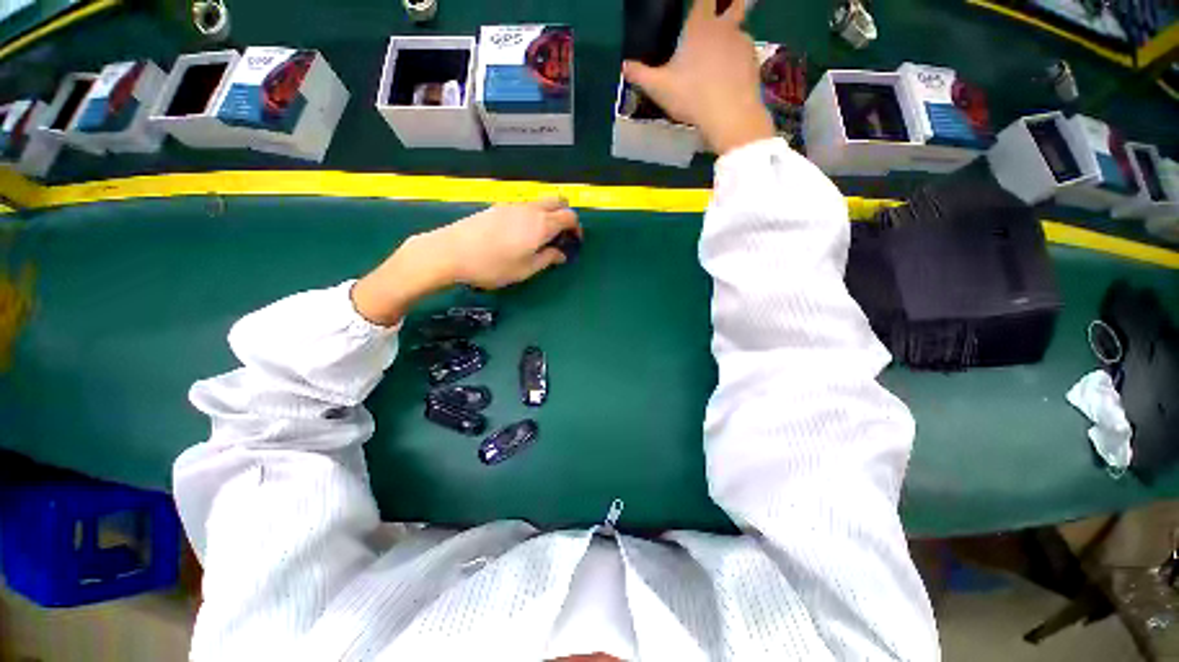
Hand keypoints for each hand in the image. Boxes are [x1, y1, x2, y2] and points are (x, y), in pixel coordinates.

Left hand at [351, 198, 580, 325]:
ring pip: (540, 203)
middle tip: (561, 236)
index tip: (574, 242)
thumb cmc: (493, 265)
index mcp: (542, 224)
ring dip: (548, 215)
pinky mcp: (498, 207)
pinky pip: (524, 206)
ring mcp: (513, 205)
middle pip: (557, 201)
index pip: (570, 216)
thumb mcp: (525, 269)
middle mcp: (530, 209)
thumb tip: (561, 254)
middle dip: (565, 215)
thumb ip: (547, 259)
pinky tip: (520, 234)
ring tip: (541, 238)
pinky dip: (532, 215)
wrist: (450, 251)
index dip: (577, 228)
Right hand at [622, 0, 774, 154]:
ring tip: (718, 64)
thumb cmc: (691, 97)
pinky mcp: (754, 62)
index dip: (701, 1)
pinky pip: (744, 55)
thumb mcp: (659, 88)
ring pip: (738, 32)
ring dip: (730, 40)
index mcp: (700, 27)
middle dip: (732, 3)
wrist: (730, 116)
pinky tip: (729, 81)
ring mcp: (743, 43)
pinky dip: (737, 62)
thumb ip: (640, 75)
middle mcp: (725, 28)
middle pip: (736, 3)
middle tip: (724, 15)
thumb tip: (625, 66)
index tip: (699, 7)